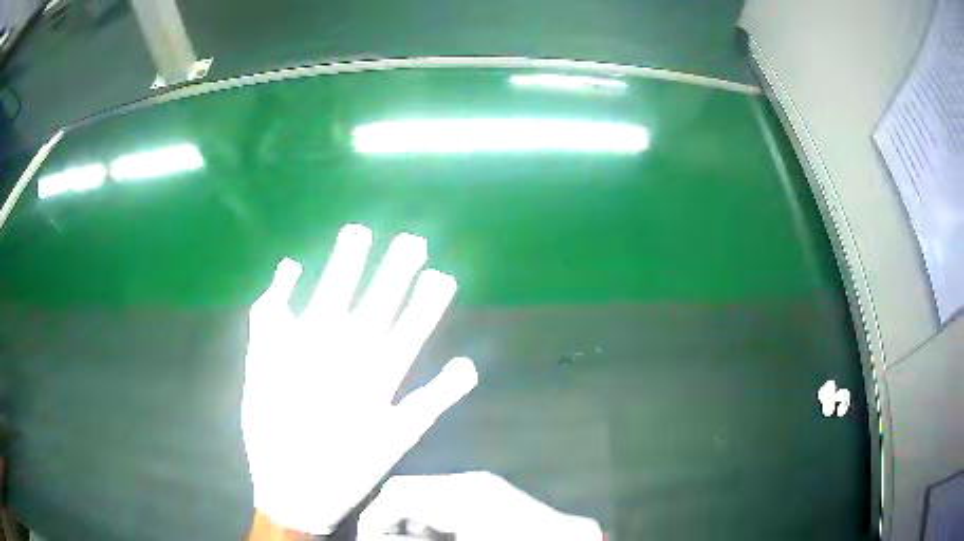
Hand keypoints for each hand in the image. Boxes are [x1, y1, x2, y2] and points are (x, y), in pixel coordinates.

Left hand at [242, 224, 477, 534]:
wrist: (291, 488)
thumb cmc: (350, 468)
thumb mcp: (400, 439)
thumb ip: (435, 399)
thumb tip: (471, 364)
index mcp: (376, 376)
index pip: (409, 326)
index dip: (426, 299)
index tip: (440, 271)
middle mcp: (342, 356)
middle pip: (373, 303)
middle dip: (394, 270)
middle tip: (411, 239)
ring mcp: (301, 353)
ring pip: (330, 296)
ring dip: (345, 265)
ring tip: (357, 232)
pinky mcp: (268, 358)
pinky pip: (271, 315)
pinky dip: (279, 288)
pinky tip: (288, 266)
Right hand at [358, 472, 602, 540]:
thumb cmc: (509, 538)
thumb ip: (410, 540)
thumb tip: (376, 537)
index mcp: (459, 491)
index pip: (396, 493)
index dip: (373, 518)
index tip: (365, 539)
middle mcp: (468, 481)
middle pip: (409, 493)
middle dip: (391, 521)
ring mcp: (483, 487)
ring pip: (427, 499)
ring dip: (412, 524)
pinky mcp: (493, 496)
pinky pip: (449, 505)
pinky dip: (435, 523)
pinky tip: (441, 538)